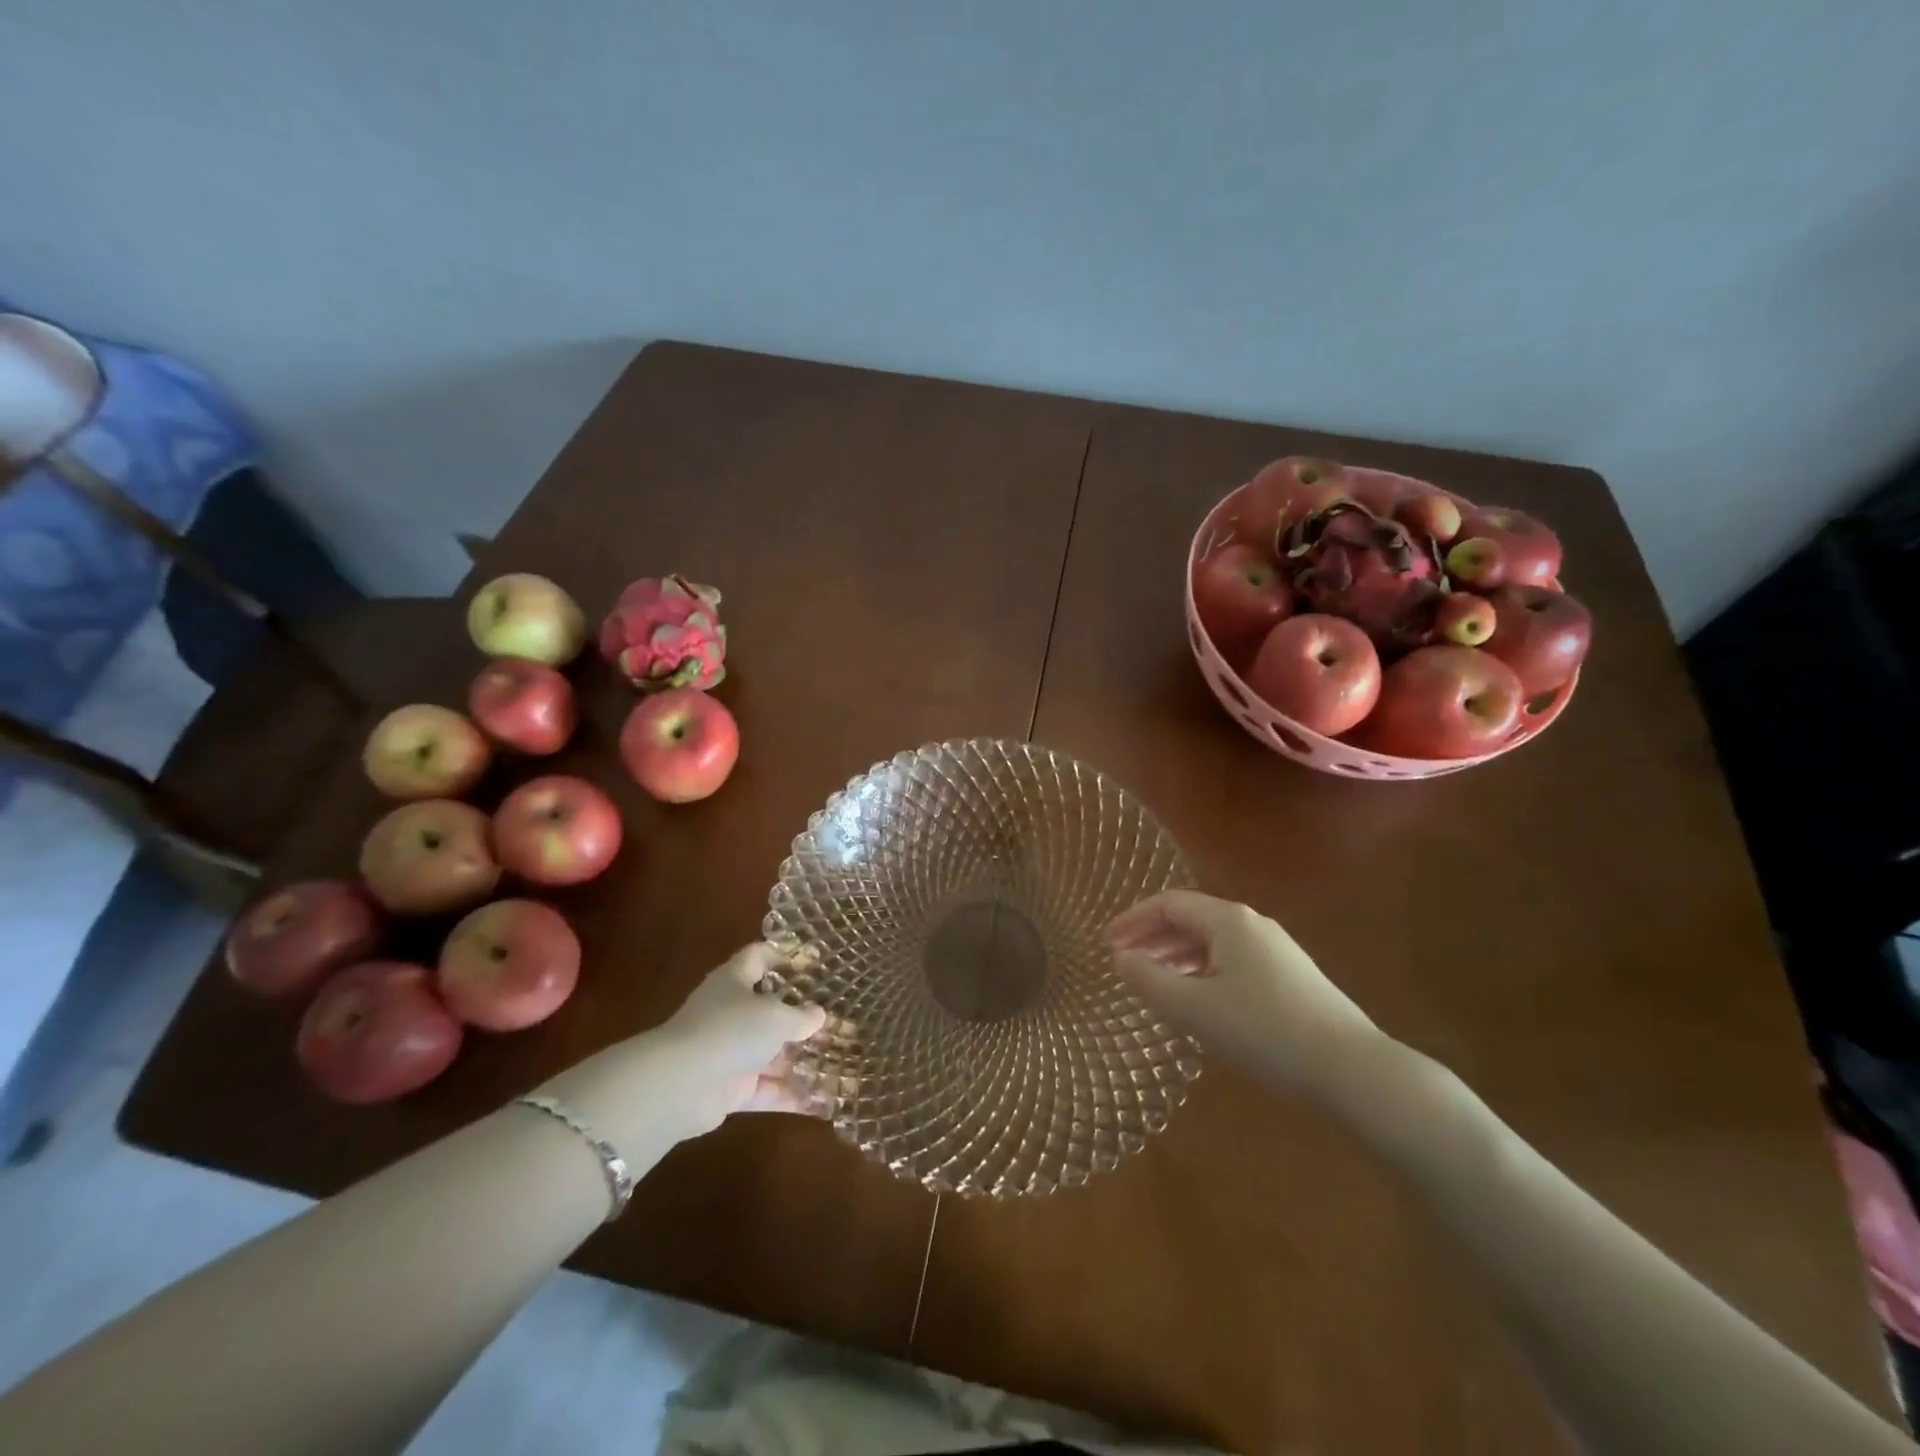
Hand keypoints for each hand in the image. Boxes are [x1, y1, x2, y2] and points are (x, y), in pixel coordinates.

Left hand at [650, 944, 828, 1132]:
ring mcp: (727, 1052)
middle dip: (800, 1017)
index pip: (758, 957)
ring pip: (769, 1052)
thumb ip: (801, 1016)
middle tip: (836, 1019)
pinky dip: (789, 1094)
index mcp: (734, 981)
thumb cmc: (731, 1030)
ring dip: (799, 1059)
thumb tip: (819, 1015)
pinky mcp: (728, 1089)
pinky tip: (821, 1101)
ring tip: (837, 1061)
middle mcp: (729, 1013)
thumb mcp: (776, 1017)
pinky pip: (765, 1089)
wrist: (681, 1086)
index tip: (813, 965)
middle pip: (768, 1009)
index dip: (783, 957)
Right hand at [1104, 890, 1383, 1095]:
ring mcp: (1274, 949)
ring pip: (1211, 941)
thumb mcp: (1194, 1009)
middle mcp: (1252, 924)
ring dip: (1176, 956)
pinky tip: (1197, 1000)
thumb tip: (1120, 958)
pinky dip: (1201, 970)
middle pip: (1190, 919)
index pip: (1168, 904)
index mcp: (1228, 921)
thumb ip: (1150, 980)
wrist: (1350, 1068)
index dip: (1132, 920)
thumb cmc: (1263, 1031)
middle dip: (1152, 938)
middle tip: (1124, 964)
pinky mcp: (1288, 975)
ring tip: (1153, 983)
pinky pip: (1231, 959)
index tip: (1106, 944)